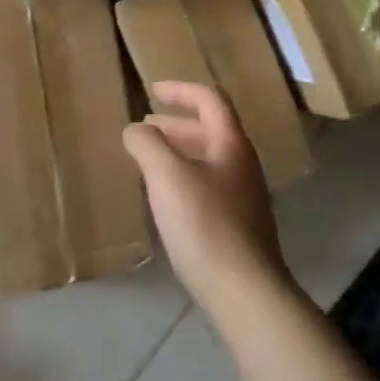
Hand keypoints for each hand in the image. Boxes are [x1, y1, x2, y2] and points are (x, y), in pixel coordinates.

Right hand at [122, 81, 294, 321]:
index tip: (152, 90)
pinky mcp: (237, 225)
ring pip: (208, 159)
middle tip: (145, 127)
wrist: (244, 291)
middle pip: (210, 130)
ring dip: (178, 151)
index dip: (181, 90)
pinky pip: (207, 185)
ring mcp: (243, 196)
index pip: (209, 100)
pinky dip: (183, 177)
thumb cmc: (205, 224)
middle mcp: (242, 164)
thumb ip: (147, 144)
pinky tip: (164, 197)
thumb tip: (135, 130)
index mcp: (231, 144)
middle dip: (175, 123)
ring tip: (148, 159)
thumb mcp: (167, 176)